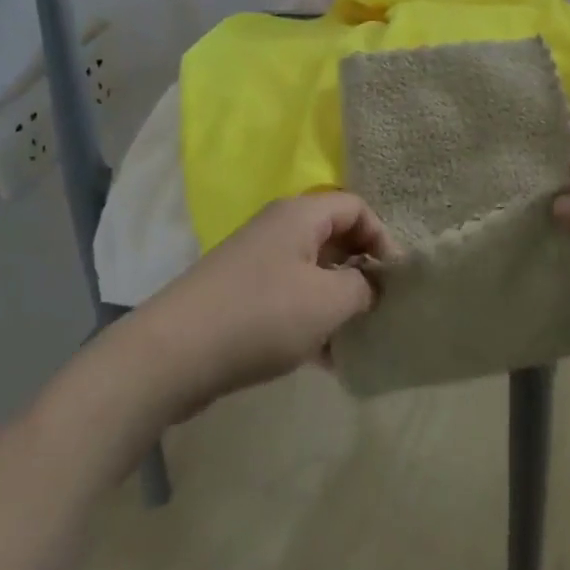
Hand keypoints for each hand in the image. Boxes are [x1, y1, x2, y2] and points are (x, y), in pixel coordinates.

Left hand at [129, 192, 394, 417]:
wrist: (175, 352)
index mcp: (300, 215)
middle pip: (334, 238)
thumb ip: (362, 288)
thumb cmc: (261, 315)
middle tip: (380, 311)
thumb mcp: (327, 301)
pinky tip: (325, 361)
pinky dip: (311, 321)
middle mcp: (279, 229)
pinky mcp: (241, 295)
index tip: (394, 281)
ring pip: (312, 273)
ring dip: (337, 303)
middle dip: (361, 273)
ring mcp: (257, 262)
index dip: (382, 238)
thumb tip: (370, 286)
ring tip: (356, 341)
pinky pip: (289, 298)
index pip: (356, 208)